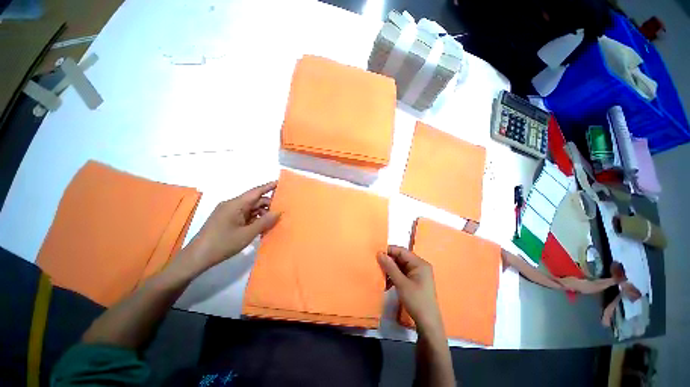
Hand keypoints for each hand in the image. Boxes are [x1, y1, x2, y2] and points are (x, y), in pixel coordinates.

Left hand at [181, 182, 280, 274]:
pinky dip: (254, 219)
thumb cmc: (222, 244)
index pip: (256, 191)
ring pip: (250, 209)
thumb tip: (278, 212)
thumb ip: (264, 222)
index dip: (269, 186)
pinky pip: (244, 215)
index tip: (280, 183)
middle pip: (254, 200)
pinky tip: (262, 226)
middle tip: (282, 210)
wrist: (197, 258)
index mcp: (235, 205)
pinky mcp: (226, 220)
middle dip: (268, 204)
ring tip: (273, 221)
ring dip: (262, 213)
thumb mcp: (247, 234)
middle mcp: (232, 205)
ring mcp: (228, 213)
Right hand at [377, 246, 442, 332]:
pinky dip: (394, 276)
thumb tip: (379, 253)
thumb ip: (390, 267)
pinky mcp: (414, 281)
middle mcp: (419, 266)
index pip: (401, 251)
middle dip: (388, 261)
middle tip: (376, 264)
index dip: (389, 251)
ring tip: (379, 274)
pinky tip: (386, 283)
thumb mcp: (401, 283)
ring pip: (400, 266)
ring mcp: (417, 274)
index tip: (376, 253)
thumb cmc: (416, 301)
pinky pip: (401, 274)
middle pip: (401, 258)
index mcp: (419, 263)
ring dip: (390, 270)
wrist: (427, 323)